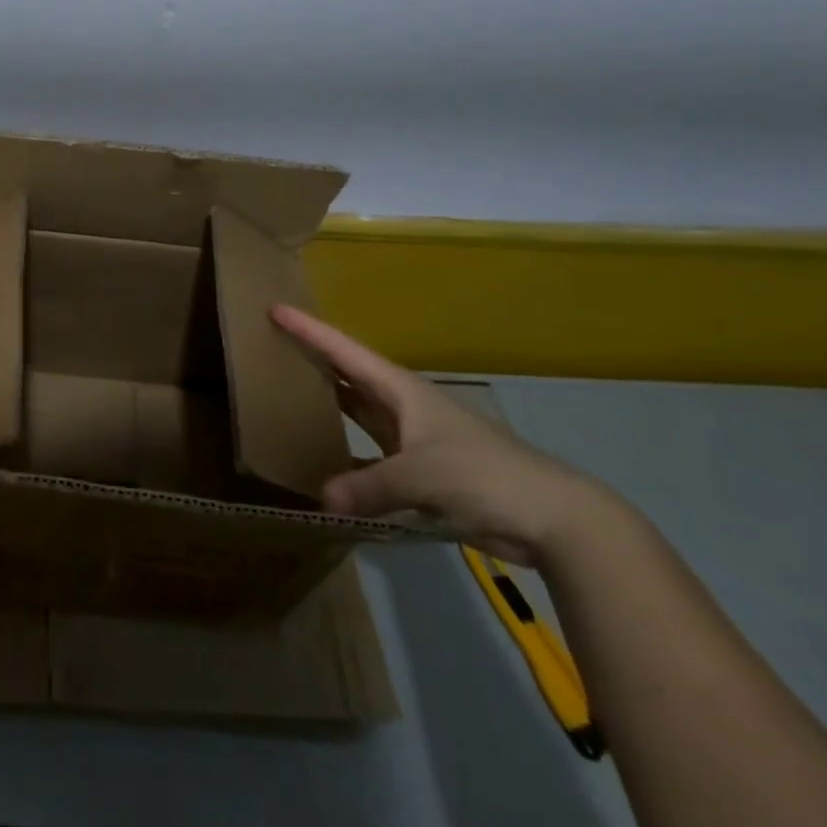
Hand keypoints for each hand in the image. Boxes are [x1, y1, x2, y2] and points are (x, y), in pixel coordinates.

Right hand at [273, 305, 607, 566]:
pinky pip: (371, 457)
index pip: (345, 351)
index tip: (275, 309)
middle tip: (273, 349)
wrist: (552, 516)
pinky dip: (348, 460)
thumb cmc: (484, 475)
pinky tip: (326, 468)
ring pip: (359, 415)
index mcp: (401, 391)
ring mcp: (413, 439)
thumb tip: (323, 498)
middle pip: (349, 375)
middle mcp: (403, 407)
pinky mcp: (422, 472)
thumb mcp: (420, 476)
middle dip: (314, 360)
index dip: (309, 330)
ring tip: (288, 400)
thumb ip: (368, 487)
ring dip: (329, 407)